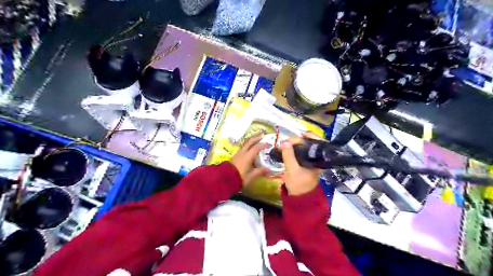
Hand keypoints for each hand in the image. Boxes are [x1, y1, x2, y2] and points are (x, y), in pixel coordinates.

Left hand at [231, 133, 268, 187]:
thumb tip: (268, 169)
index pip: (257, 147)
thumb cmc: (239, 178)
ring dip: (251, 142)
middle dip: (256, 138)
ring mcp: (237, 154)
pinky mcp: (234, 157)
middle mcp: (242, 153)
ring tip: (256, 141)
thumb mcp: (251, 176)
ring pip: (245, 145)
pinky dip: (248, 147)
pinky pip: (243, 149)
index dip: (264, 145)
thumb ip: (260, 172)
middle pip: (250, 142)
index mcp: (247, 156)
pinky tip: (250, 151)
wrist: (224, 180)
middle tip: (262, 134)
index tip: (270, 144)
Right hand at [281, 131, 323, 194]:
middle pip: (311, 143)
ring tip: (287, 143)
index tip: (300, 134)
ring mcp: (310, 161)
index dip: (311, 136)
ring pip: (305, 147)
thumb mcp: (292, 170)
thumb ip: (288, 156)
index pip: (319, 143)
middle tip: (289, 140)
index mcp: (318, 160)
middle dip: (300, 139)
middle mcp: (316, 158)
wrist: (299, 198)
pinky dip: (294, 149)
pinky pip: (300, 152)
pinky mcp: (304, 163)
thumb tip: (284, 142)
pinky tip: (287, 148)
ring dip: (296, 144)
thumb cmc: (299, 185)